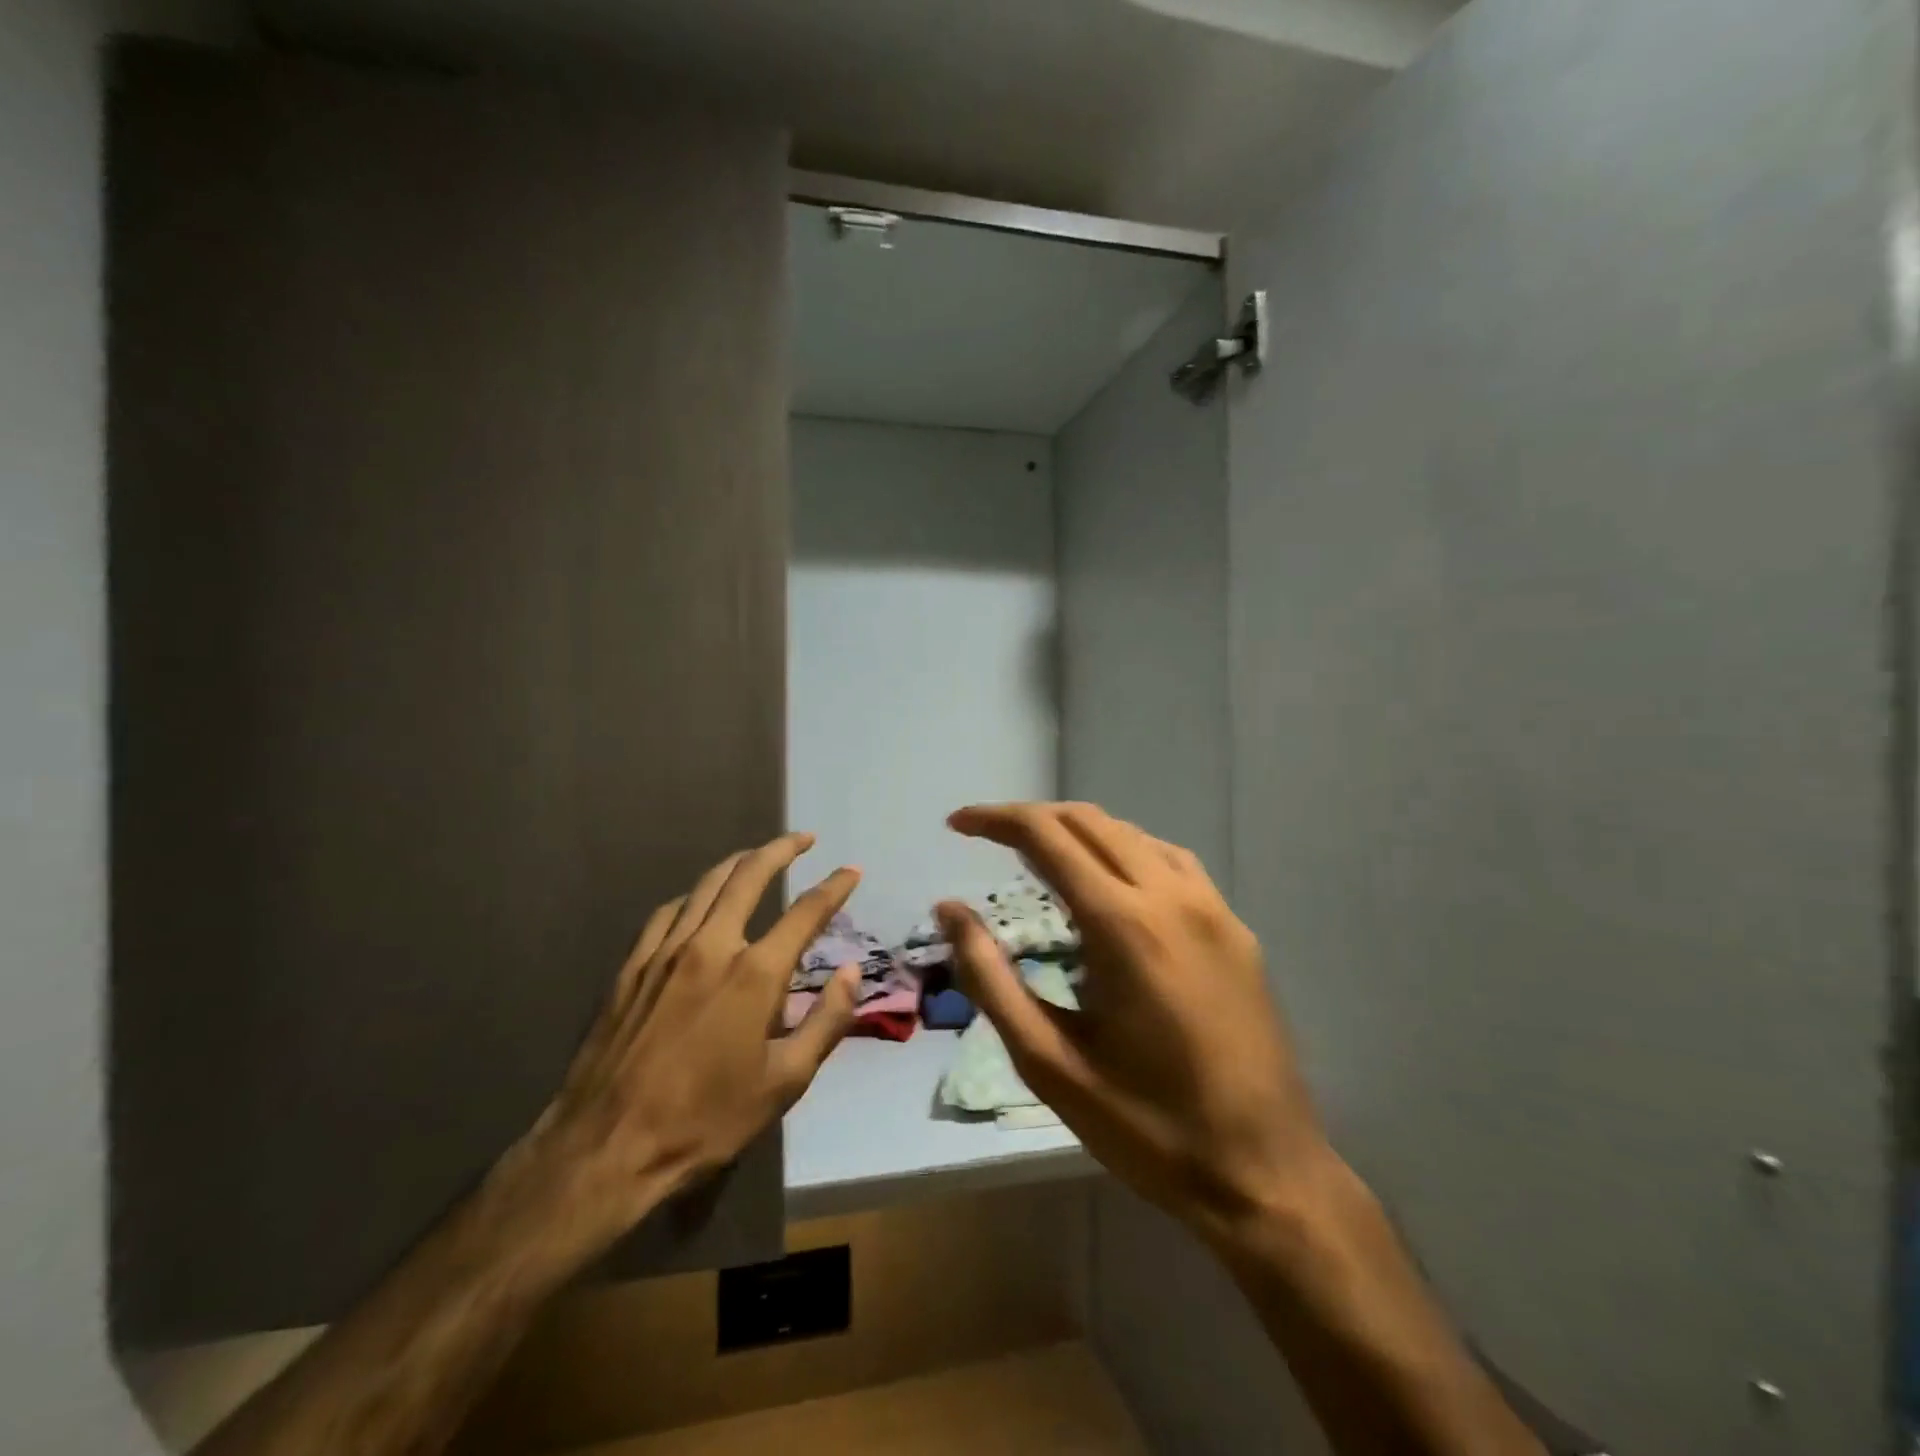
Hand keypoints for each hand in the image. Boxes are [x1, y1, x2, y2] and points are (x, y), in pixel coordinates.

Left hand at [497, 833, 862, 1262]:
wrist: (605, 1149)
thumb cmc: (705, 1121)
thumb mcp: (784, 1082)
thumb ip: (825, 1021)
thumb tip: (851, 972)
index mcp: (754, 974)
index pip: (806, 912)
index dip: (834, 887)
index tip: (851, 871)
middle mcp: (711, 946)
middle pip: (750, 875)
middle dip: (782, 849)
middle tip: (804, 839)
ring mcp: (665, 952)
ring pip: (706, 885)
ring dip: (738, 863)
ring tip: (757, 858)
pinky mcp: (631, 967)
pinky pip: (668, 912)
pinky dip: (694, 895)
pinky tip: (698, 903)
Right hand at [939, 802, 1332, 1245]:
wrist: (1265, 1175)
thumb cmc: (1146, 1127)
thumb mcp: (1048, 1062)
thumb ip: (990, 978)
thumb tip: (949, 909)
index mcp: (1123, 925)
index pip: (1048, 836)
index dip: (996, 820)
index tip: (957, 824)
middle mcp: (1172, 897)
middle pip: (1090, 822)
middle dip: (1032, 818)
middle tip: (988, 838)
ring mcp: (1214, 909)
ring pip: (1133, 835)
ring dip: (1079, 832)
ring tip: (1039, 857)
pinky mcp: (1237, 930)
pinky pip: (1172, 862)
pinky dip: (1126, 852)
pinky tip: (1112, 885)